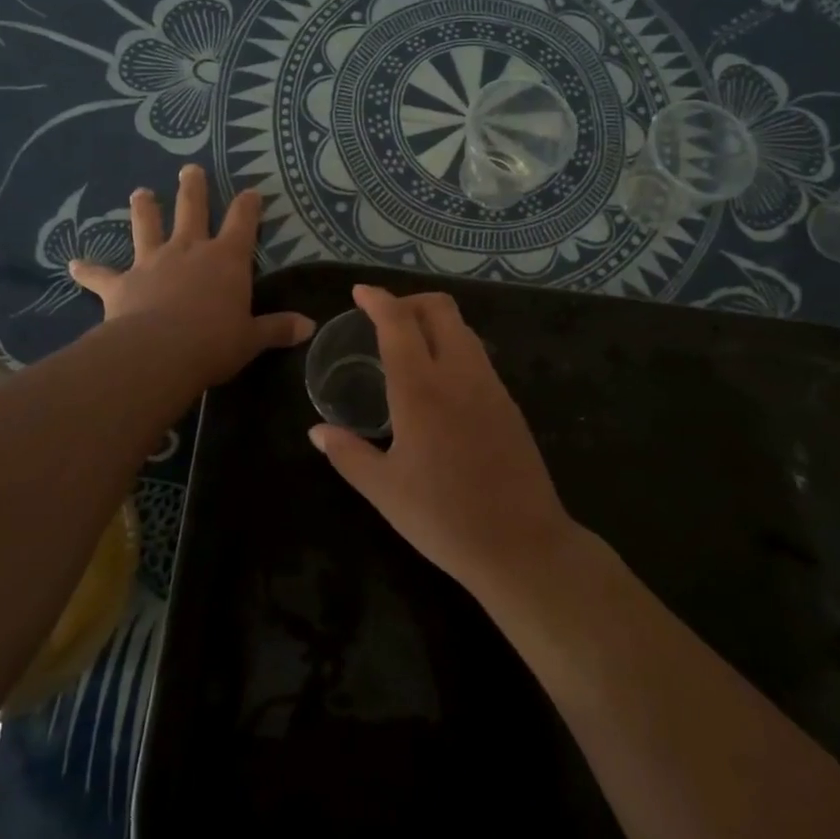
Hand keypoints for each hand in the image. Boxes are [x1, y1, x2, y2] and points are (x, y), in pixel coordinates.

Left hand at [68, 165, 312, 387]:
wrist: (159, 353)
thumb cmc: (214, 342)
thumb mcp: (252, 338)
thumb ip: (277, 328)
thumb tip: (310, 327)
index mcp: (226, 259)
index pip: (242, 222)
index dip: (248, 205)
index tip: (251, 191)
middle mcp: (189, 250)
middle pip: (191, 209)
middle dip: (192, 188)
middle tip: (189, 169)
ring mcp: (152, 262)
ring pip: (147, 227)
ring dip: (144, 209)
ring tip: (140, 193)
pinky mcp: (121, 284)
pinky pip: (101, 274)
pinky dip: (88, 270)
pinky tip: (73, 264)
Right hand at [308, 285, 579, 596]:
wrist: (522, 545)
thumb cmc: (444, 518)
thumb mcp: (384, 491)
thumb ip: (348, 454)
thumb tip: (317, 431)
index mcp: (421, 390)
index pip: (398, 322)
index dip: (378, 299)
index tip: (359, 293)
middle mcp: (459, 374)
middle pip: (440, 309)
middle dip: (410, 301)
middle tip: (384, 319)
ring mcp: (491, 386)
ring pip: (463, 330)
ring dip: (435, 323)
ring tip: (410, 347)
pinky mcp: (509, 404)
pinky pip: (478, 356)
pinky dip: (454, 347)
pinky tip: (440, 382)